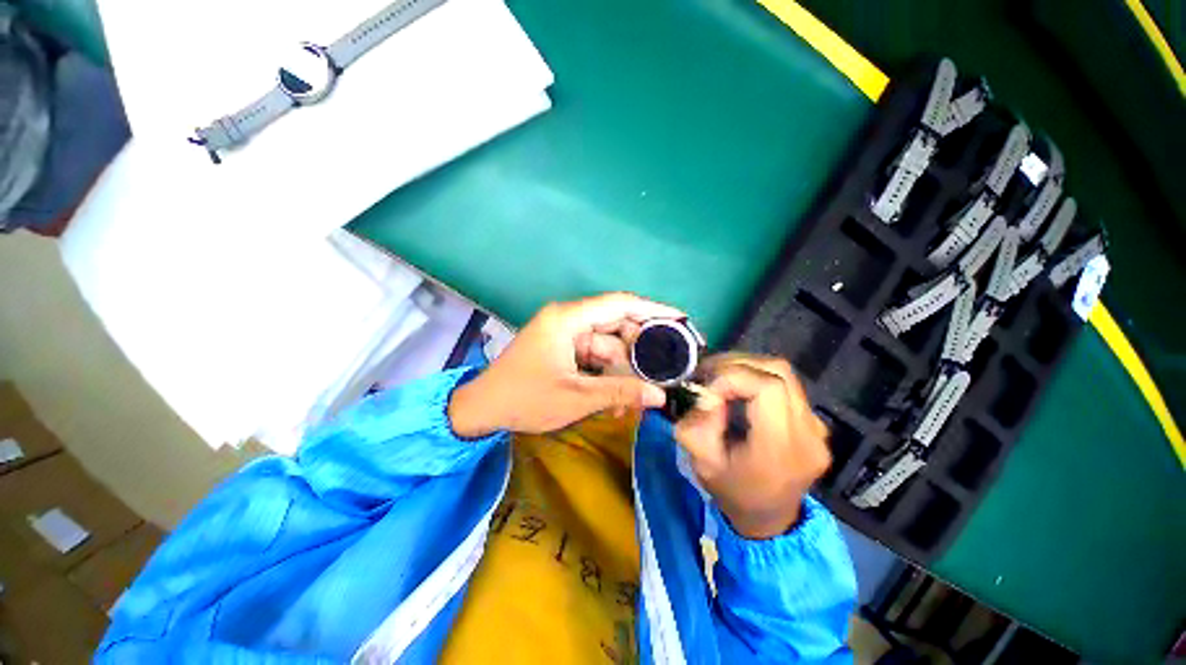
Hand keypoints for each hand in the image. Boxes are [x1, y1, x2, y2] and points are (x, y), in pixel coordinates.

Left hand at [448, 293, 684, 436]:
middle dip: (640, 349)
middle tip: (666, 367)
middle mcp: (568, 320)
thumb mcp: (575, 397)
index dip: (651, 309)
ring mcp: (565, 335)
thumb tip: (660, 396)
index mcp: (568, 319)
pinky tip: (616, 399)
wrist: (482, 409)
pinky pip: (594, 357)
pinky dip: (607, 375)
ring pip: (607, 346)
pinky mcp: (563, 349)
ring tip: (640, 396)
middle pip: (616, 325)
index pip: (618, 304)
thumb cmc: (524, 399)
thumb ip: (619, 393)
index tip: (679, 319)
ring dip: (623, 370)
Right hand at [675, 355, 830, 539]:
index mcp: (781, 448)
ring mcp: (817, 427)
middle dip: (736, 365)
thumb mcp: (702, 463)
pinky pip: (786, 386)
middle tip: (708, 373)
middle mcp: (808, 433)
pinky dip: (758, 377)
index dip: (733, 377)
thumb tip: (707, 393)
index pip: (768, 387)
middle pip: (778, 372)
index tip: (708, 389)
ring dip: (747, 367)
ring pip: (783, 373)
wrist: (769, 519)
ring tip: (720, 377)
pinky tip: (740, 390)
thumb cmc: (732, 492)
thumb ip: (698, 425)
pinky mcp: (814, 422)